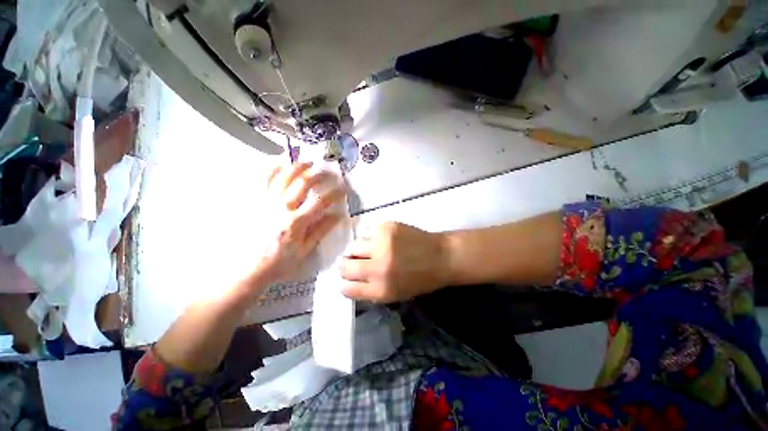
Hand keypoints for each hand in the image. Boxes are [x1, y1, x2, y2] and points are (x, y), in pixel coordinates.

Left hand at [256, 162, 346, 283]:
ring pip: (283, 176)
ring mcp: (267, 202)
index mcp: (296, 222)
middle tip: (328, 172)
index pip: (321, 201)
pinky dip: (272, 168)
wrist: (249, 268)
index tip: (344, 189)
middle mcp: (282, 208)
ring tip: (308, 161)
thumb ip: (321, 230)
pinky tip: (281, 162)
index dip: (335, 193)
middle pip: (303, 183)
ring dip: (298, 165)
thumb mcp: (305, 250)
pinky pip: (263, 179)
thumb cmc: (280, 261)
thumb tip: (337, 216)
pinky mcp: (256, 201)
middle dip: (319, 174)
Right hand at [339, 222, 447, 302]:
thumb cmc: (420, 279)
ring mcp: (381, 244)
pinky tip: (384, 240)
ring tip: (372, 249)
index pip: (347, 289)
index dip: (346, 284)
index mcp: (381, 290)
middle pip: (344, 266)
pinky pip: (367, 232)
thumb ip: (370, 290)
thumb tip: (350, 281)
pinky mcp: (386, 227)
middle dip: (346, 265)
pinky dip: (372, 238)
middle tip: (354, 262)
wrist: (441, 257)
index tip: (349, 279)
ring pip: (353, 246)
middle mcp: (378, 267)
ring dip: (359, 250)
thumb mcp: (395, 294)